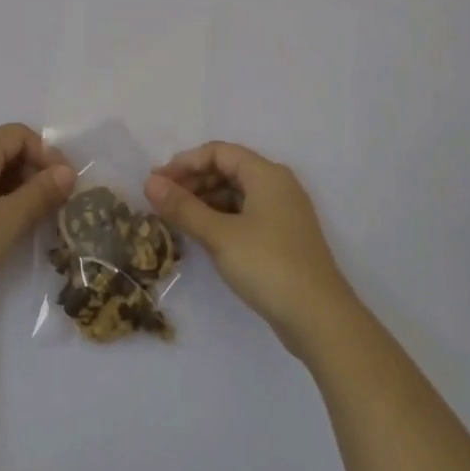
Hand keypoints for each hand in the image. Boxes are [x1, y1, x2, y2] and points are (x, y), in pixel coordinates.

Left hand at [0, 124, 75, 330]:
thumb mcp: (9, 220)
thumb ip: (41, 193)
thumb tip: (67, 172)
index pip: (19, 134)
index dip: (47, 154)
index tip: (65, 185)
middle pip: (3, 149)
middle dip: (33, 171)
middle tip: (53, 204)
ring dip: (16, 187)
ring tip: (33, 218)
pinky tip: (4, 227)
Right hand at [145, 142, 357, 357]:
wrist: (319, 318)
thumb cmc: (267, 265)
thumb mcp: (219, 235)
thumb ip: (183, 207)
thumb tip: (149, 183)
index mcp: (266, 174)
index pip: (218, 152)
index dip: (185, 163)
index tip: (158, 183)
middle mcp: (277, 185)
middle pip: (228, 169)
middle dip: (193, 181)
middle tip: (162, 202)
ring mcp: (283, 212)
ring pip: (236, 193)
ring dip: (205, 201)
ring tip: (177, 219)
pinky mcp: (283, 237)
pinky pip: (245, 214)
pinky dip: (221, 218)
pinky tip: (202, 235)